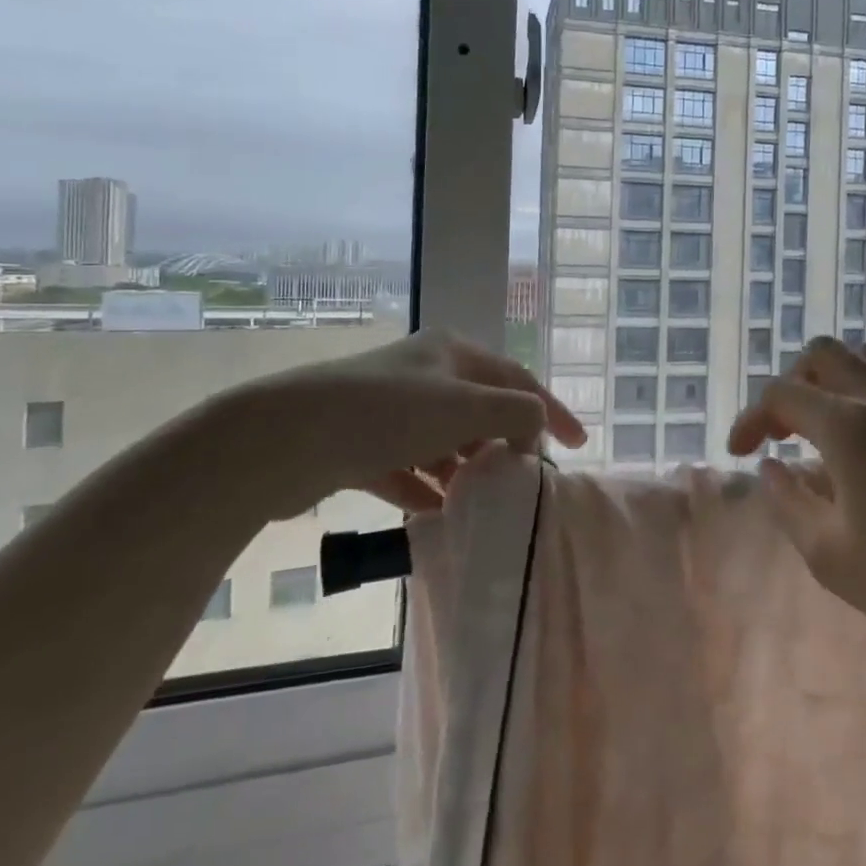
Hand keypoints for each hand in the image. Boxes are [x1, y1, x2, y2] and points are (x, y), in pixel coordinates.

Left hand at [204, 329, 586, 518]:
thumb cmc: (389, 412)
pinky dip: (422, 486)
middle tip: (523, 476)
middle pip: (479, 409)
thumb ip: (516, 414)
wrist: (286, 436)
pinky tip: (434, 512)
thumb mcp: (467, 406)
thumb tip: (534, 430)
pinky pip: (404, 467)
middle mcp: (422, 374)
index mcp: (452, 353)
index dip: (551, 409)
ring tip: (481, 499)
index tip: (579, 443)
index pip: (517, 379)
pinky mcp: (357, 443)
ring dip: (463, 468)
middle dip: (503, 442)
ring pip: (441, 440)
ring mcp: (387, 409)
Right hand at [727, 337, 865, 671]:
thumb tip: (771, 466)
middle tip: (780, 432)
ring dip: (831, 380)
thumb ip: (788, 501)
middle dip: (790, 384)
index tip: (739, 455)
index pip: (782, 395)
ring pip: (865, 357)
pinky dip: (864, 393)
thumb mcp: (828, 555)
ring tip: (821, 426)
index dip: (750, 418)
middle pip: (823, 354)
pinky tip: (864, 445)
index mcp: (849, 427)